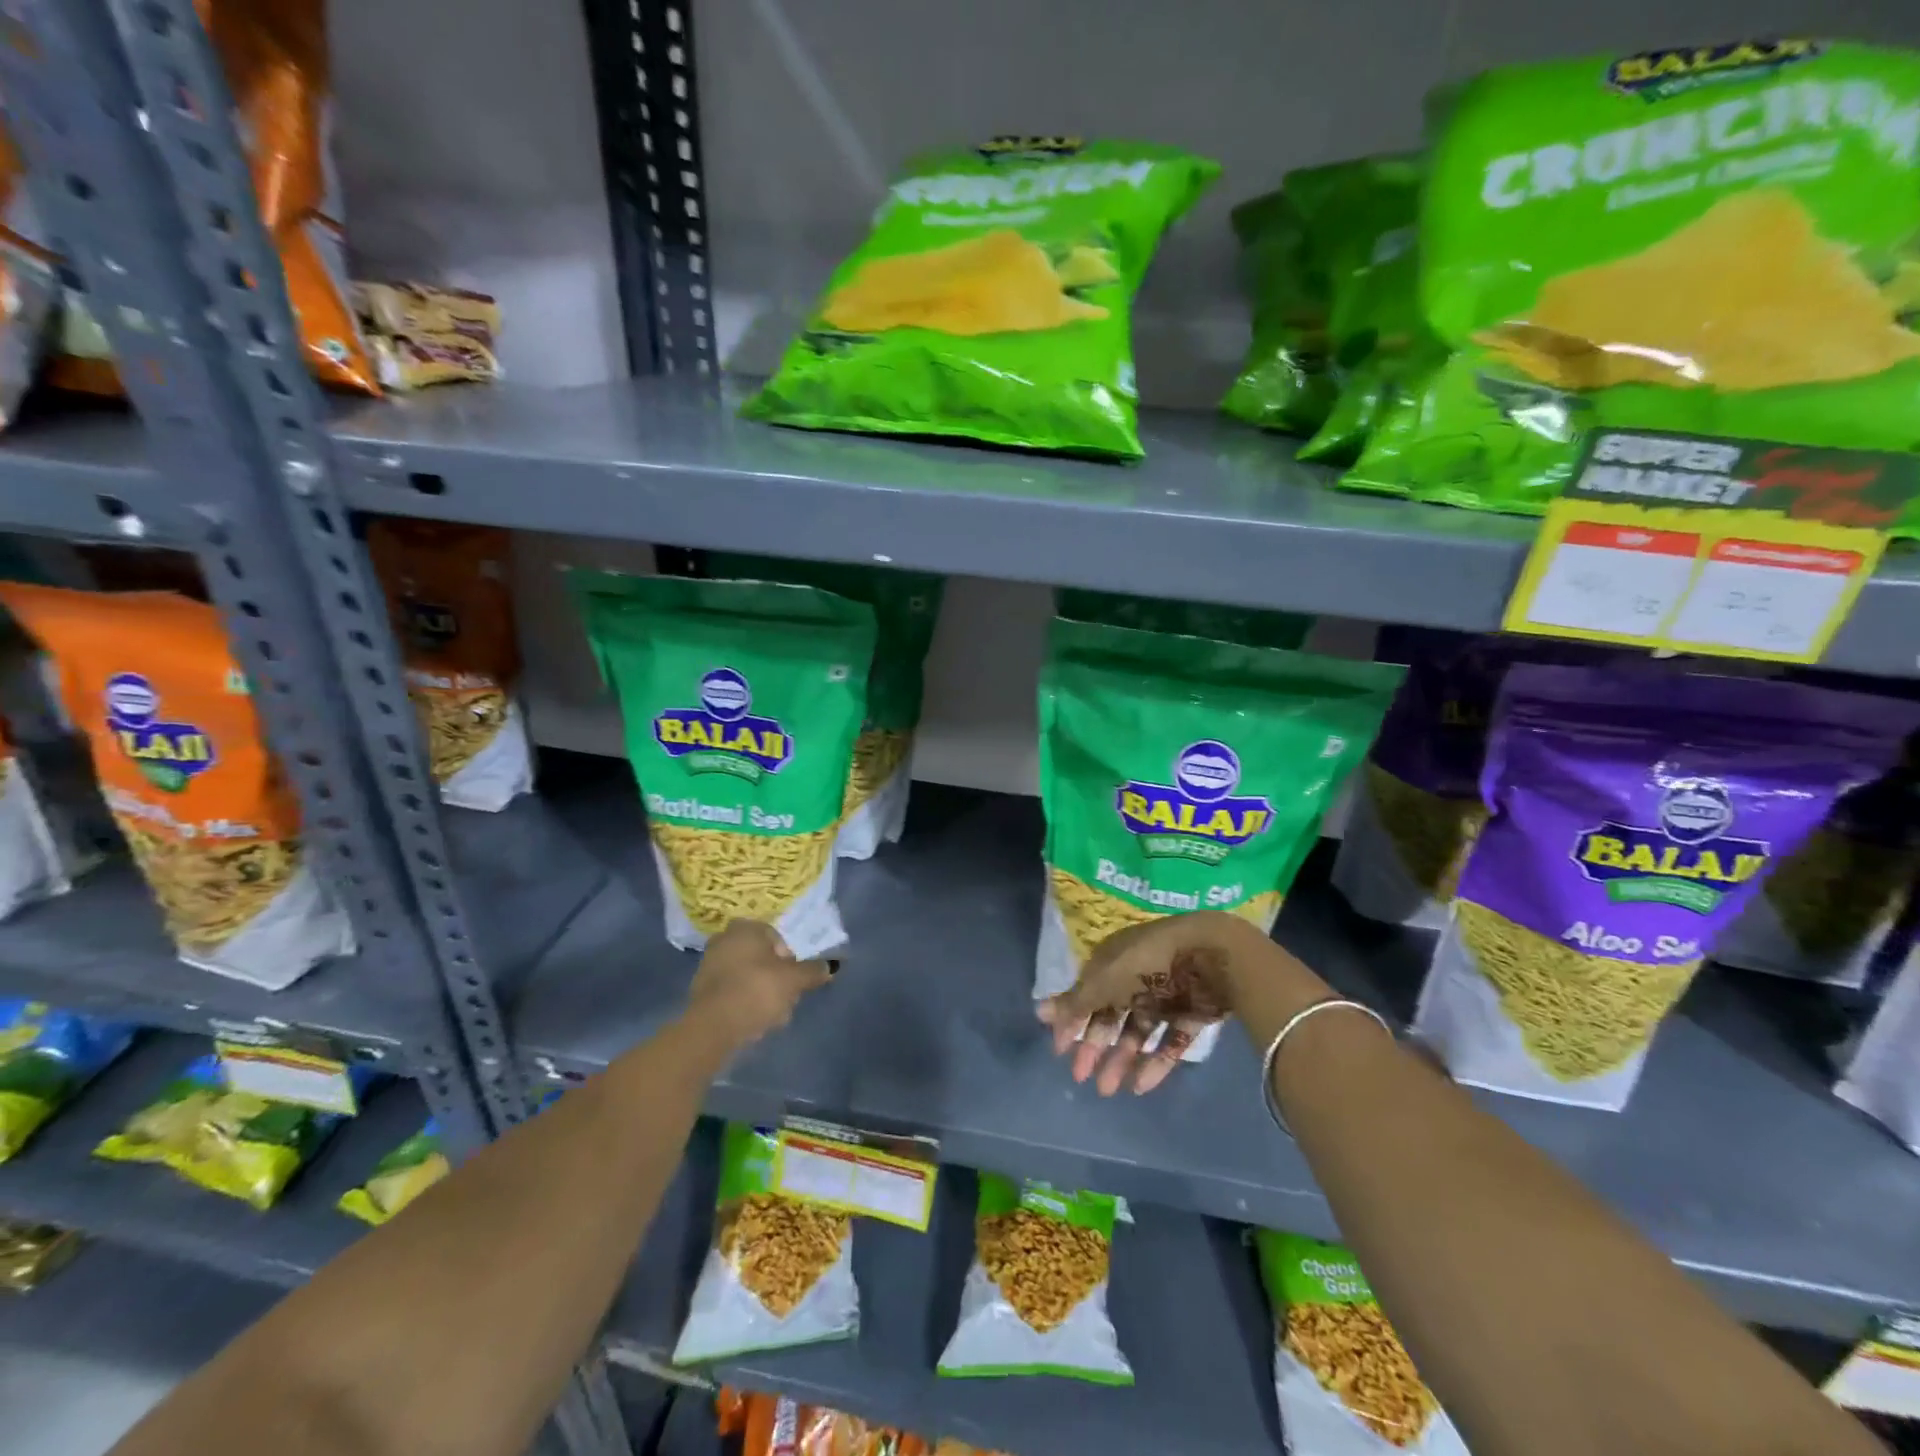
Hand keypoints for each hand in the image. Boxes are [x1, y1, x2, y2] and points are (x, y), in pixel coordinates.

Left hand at [686, 920, 832, 1049]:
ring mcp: (709, 965)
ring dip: (762, 993)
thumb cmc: (757, 990)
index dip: (789, 960)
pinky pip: (732, 992)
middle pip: (763, 959)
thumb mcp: (794, 980)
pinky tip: (752, 1022)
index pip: (777, 939)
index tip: (793, 980)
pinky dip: (744, 1003)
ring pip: (748, 977)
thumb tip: (831, 966)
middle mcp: (724, 939)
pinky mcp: (701, 991)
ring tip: (771, 1016)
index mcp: (745, 928)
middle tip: (785, 1000)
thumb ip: (813, 971)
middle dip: (776, 978)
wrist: (713, 1026)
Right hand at [1035, 912, 1251, 1095]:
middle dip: (1095, 1046)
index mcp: (1113, 962)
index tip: (1059, 1051)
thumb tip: (1038, 1012)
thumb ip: (1076, 1001)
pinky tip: (1140, 1086)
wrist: (1212, 955)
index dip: (1072, 1021)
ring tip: (1109, 1089)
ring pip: (1138, 1032)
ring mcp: (1166, 996)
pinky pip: (1169, 1041)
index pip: (1087, 994)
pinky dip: (1155, 1063)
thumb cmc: (1149, 962)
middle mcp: (1137, 977)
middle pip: (1111, 1015)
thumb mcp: (1105, 981)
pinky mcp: (1192, 1013)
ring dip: (1121, 1059)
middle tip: (1082, 1078)